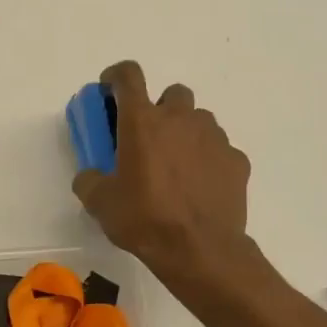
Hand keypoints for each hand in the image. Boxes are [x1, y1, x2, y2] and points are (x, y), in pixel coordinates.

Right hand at [73, 60, 252, 278]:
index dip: (116, 76)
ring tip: (176, 167)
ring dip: (185, 133)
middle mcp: (180, 119)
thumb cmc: (144, 219)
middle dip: (160, 109)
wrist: (200, 250)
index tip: (109, 90)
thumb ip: (90, 180)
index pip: (128, 76)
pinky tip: (200, 187)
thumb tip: (90, 175)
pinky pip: (219, 150)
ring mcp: (214, 137)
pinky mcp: (237, 160)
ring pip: (199, 120)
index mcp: (142, 122)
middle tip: (148, 140)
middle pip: (172, 94)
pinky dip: (208, 160)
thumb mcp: (100, 203)